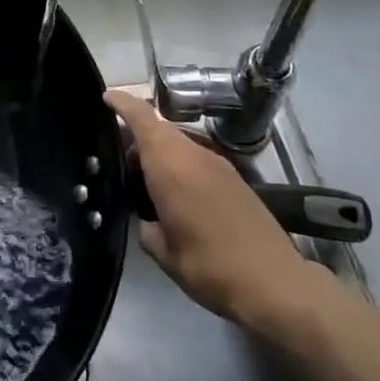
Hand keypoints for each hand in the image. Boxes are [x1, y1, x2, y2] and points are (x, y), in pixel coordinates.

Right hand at [106, 90, 325, 331]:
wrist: (274, 283)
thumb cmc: (209, 267)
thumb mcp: (164, 253)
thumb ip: (147, 228)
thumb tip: (148, 220)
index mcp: (171, 167)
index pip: (142, 119)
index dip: (122, 104)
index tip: (105, 97)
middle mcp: (194, 155)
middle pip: (160, 129)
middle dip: (137, 135)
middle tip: (120, 160)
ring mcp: (218, 164)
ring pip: (179, 143)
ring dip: (160, 151)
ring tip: (145, 181)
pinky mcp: (235, 178)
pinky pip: (197, 158)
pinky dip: (180, 165)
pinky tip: (176, 194)